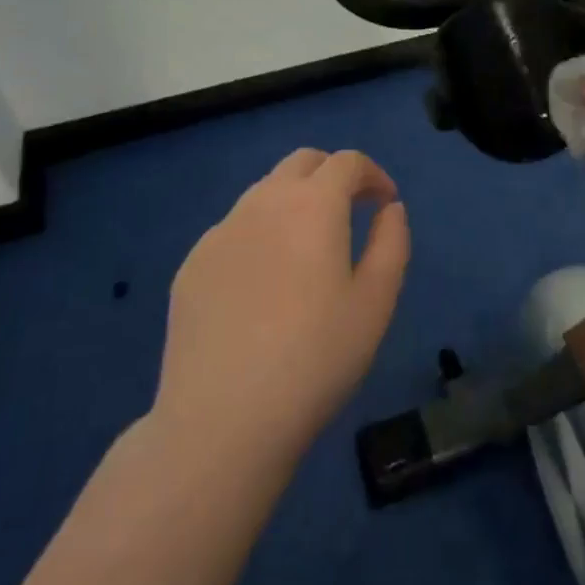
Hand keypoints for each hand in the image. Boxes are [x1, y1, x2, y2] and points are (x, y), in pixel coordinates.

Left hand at [154, 149, 409, 462]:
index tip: (385, 203)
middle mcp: (263, 202)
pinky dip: (260, 234)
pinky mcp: (192, 264)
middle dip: (332, 175)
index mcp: (313, 205)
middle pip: (302, 162)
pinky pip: (235, 229)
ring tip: (308, 249)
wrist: (221, 422)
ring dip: (295, 201)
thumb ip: (392, 243)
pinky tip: (264, 286)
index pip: (347, 162)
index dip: (373, 174)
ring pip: (265, 192)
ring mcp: (220, 232)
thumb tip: (390, 209)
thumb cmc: (315, 359)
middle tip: (351, 212)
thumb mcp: (376, 303)